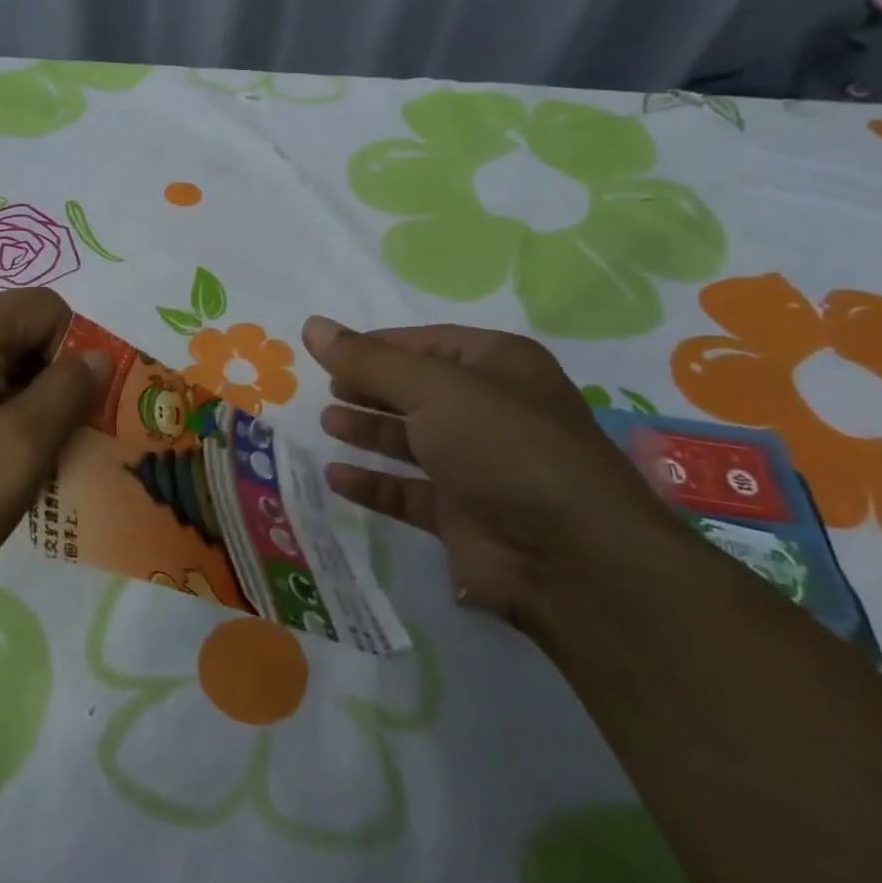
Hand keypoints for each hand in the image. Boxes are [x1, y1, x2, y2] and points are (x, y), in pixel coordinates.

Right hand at [301, 316, 683, 630]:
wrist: (570, 557)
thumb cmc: (502, 445)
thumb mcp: (431, 388)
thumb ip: (367, 360)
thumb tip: (312, 325)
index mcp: (497, 365)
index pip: (426, 343)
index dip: (377, 346)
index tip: (329, 353)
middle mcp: (490, 411)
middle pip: (416, 390)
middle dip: (371, 388)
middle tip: (326, 389)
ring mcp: (478, 466)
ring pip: (412, 440)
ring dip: (369, 431)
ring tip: (327, 423)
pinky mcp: (463, 515)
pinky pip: (408, 491)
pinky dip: (374, 483)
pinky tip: (337, 476)